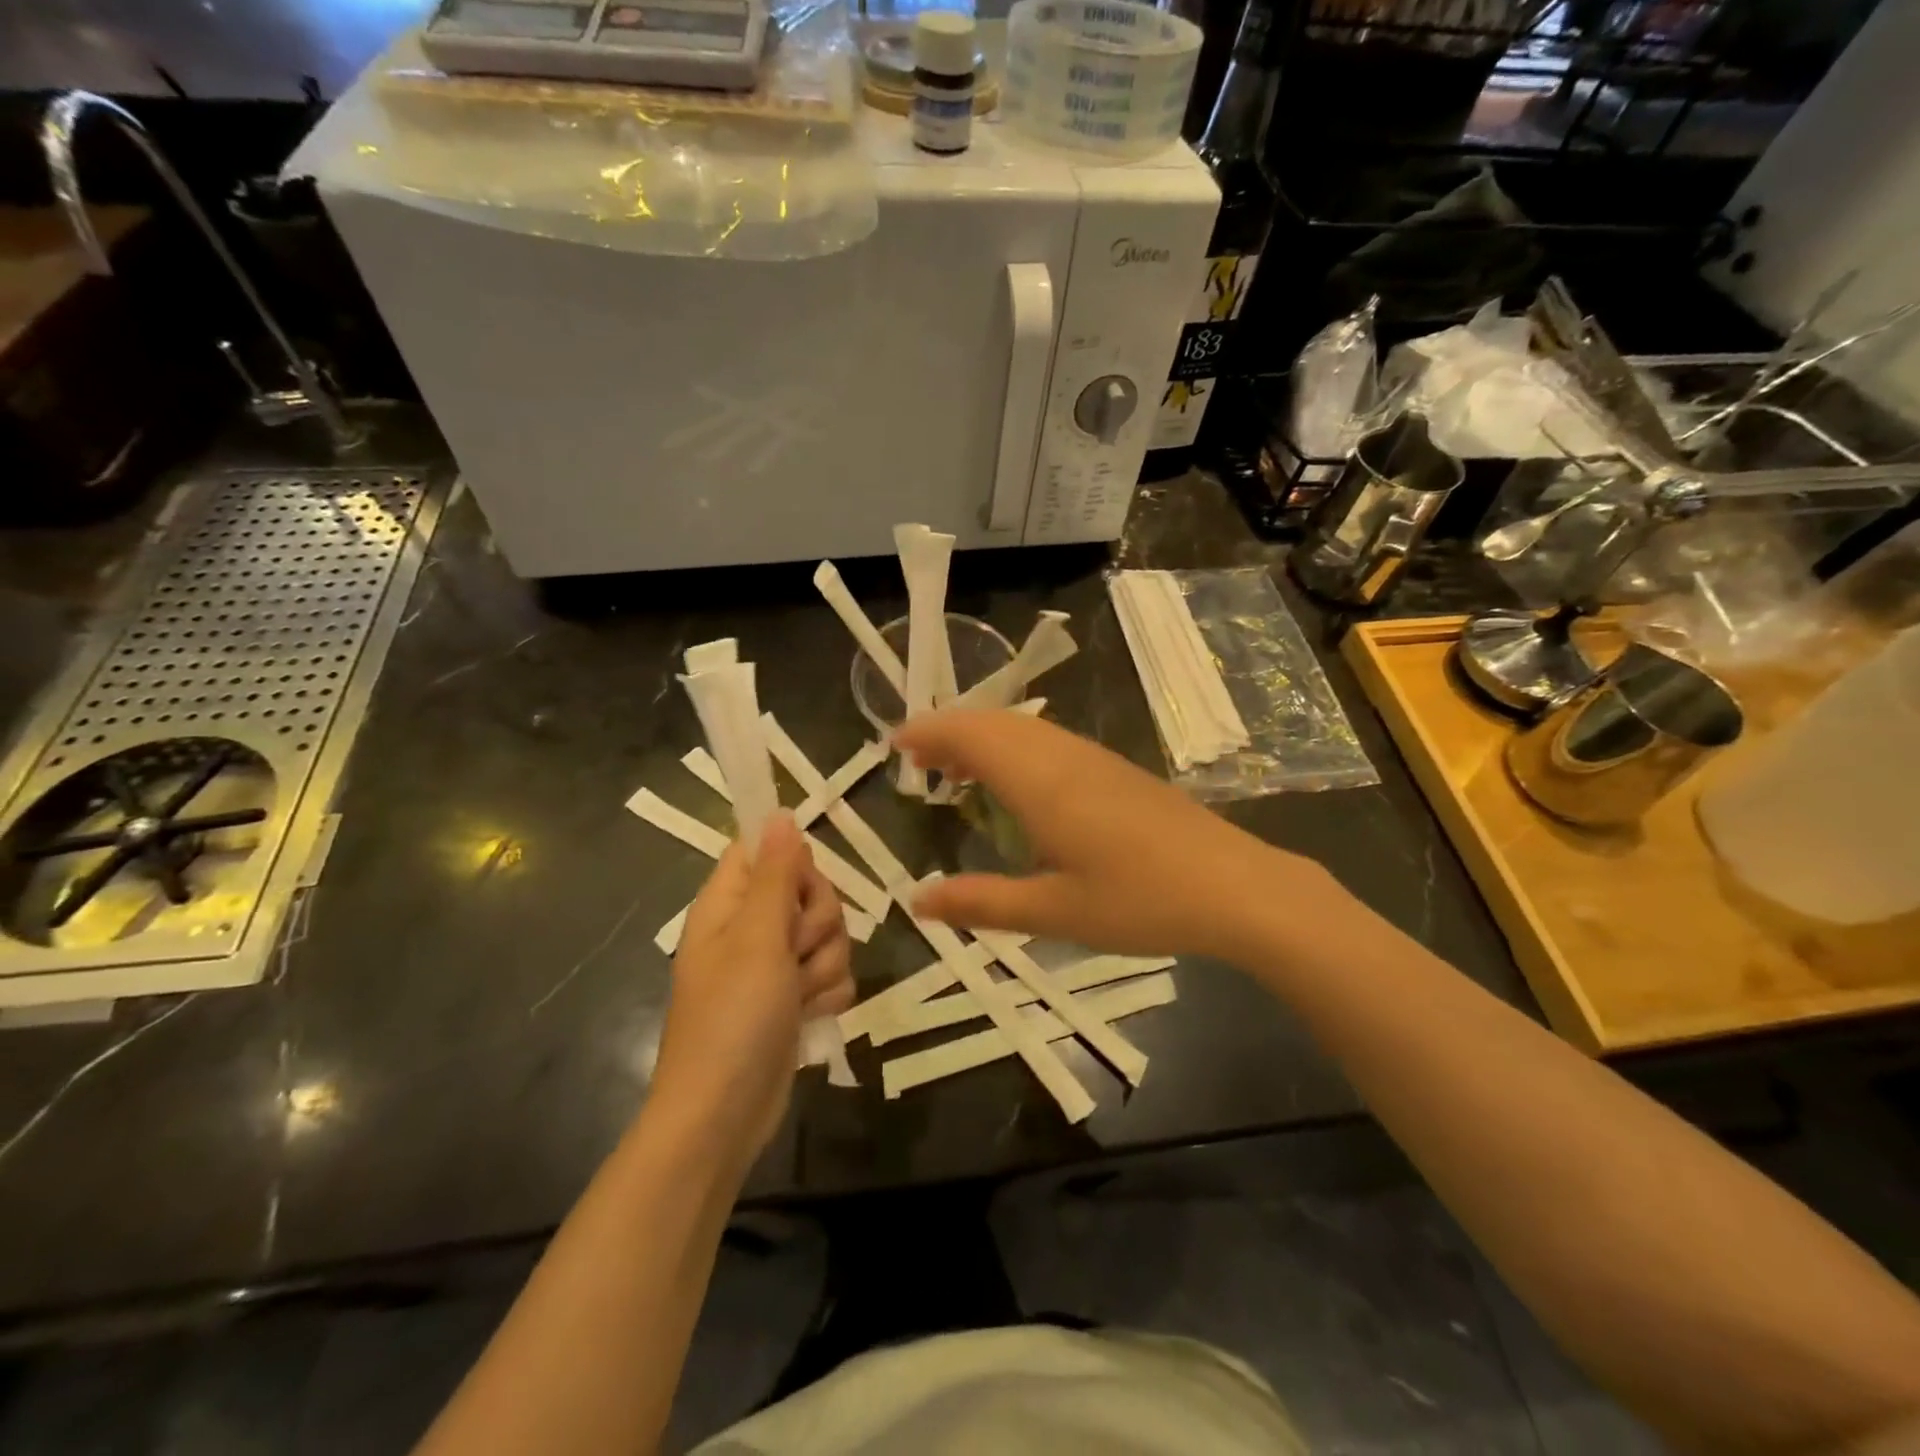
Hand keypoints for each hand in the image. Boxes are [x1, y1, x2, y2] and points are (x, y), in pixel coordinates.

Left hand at [649, 815, 852, 1173]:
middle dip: (817, 922)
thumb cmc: (732, 1017)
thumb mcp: (757, 937)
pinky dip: (827, 994)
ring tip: (797, 995)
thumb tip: (778, 811)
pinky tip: (808, 1016)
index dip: (793, 862)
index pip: (765, 850)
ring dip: (824, 964)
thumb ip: (775, 873)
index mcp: (727, 902)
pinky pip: (832, 972)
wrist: (724, 1115)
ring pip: (829, 934)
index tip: (802, 889)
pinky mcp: (795, 997)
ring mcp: (774, 965)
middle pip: (809, 891)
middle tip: (793, 952)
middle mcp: (751, 927)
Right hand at [895, 709, 1340, 962]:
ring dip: (982, 737)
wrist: (1236, 886)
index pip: (970, 735)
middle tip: (915, 761)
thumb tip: (916, 901)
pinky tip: (1017, 783)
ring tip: (954, 770)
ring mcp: (1094, 757)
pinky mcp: (1116, 769)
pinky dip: (1014, 746)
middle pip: (994, 722)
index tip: (894, 745)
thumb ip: (981, 902)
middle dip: (948, 731)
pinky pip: (1049, 740)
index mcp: (1040, 781)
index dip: (928, 733)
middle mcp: (1063, 755)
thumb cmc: (1139, 900)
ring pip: (1024, 728)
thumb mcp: (1053, 912)